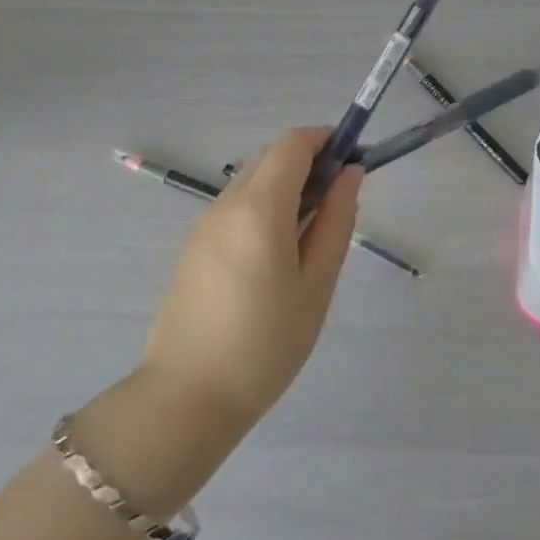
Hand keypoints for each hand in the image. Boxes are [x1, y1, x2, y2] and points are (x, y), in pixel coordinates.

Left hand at [134, 128, 360, 439]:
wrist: (187, 398)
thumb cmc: (266, 344)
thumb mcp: (317, 283)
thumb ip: (337, 220)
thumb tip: (350, 174)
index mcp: (260, 207)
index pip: (293, 143)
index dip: (326, 140)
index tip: (352, 165)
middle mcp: (227, 203)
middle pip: (271, 156)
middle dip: (309, 163)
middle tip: (336, 206)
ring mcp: (205, 224)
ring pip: (253, 180)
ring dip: (286, 186)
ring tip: (310, 237)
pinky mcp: (194, 245)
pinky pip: (237, 206)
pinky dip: (265, 207)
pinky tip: (277, 255)